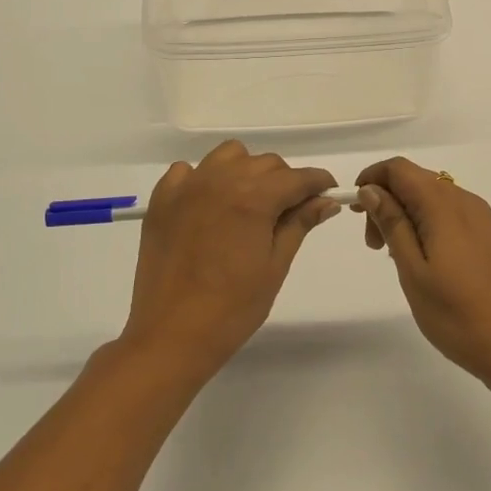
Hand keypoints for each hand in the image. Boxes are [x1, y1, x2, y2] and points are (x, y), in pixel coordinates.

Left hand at [123, 141, 338, 376]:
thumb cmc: (233, 308)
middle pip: (265, 163)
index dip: (318, 183)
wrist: (171, 334)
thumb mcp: (275, 266)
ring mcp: (187, 187)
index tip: (328, 192)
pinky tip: (208, 206)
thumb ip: (299, 225)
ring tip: (248, 203)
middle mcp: (220, 180)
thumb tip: (326, 201)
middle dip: (285, 180)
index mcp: (253, 197)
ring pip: (228, 157)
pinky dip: (203, 179)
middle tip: (289, 211)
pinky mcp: (162, 200)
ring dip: (246, 171)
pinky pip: (188, 171)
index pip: (297, 177)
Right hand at [354, 158, 490, 388]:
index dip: (371, 179)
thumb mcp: (413, 270)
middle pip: (414, 179)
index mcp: (444, 205)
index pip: (399, 168)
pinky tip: (417, 259)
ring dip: (402, 214)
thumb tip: (371, 190)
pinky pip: (445, 214)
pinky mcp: (485, 236)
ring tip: (391, 256)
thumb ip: (392, 224)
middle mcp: (464, 201)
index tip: (355, 213)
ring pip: (429, 197)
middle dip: (385, 200)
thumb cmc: (458, 314)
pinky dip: (422, 225)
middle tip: (372, 245)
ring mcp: (478, 219)